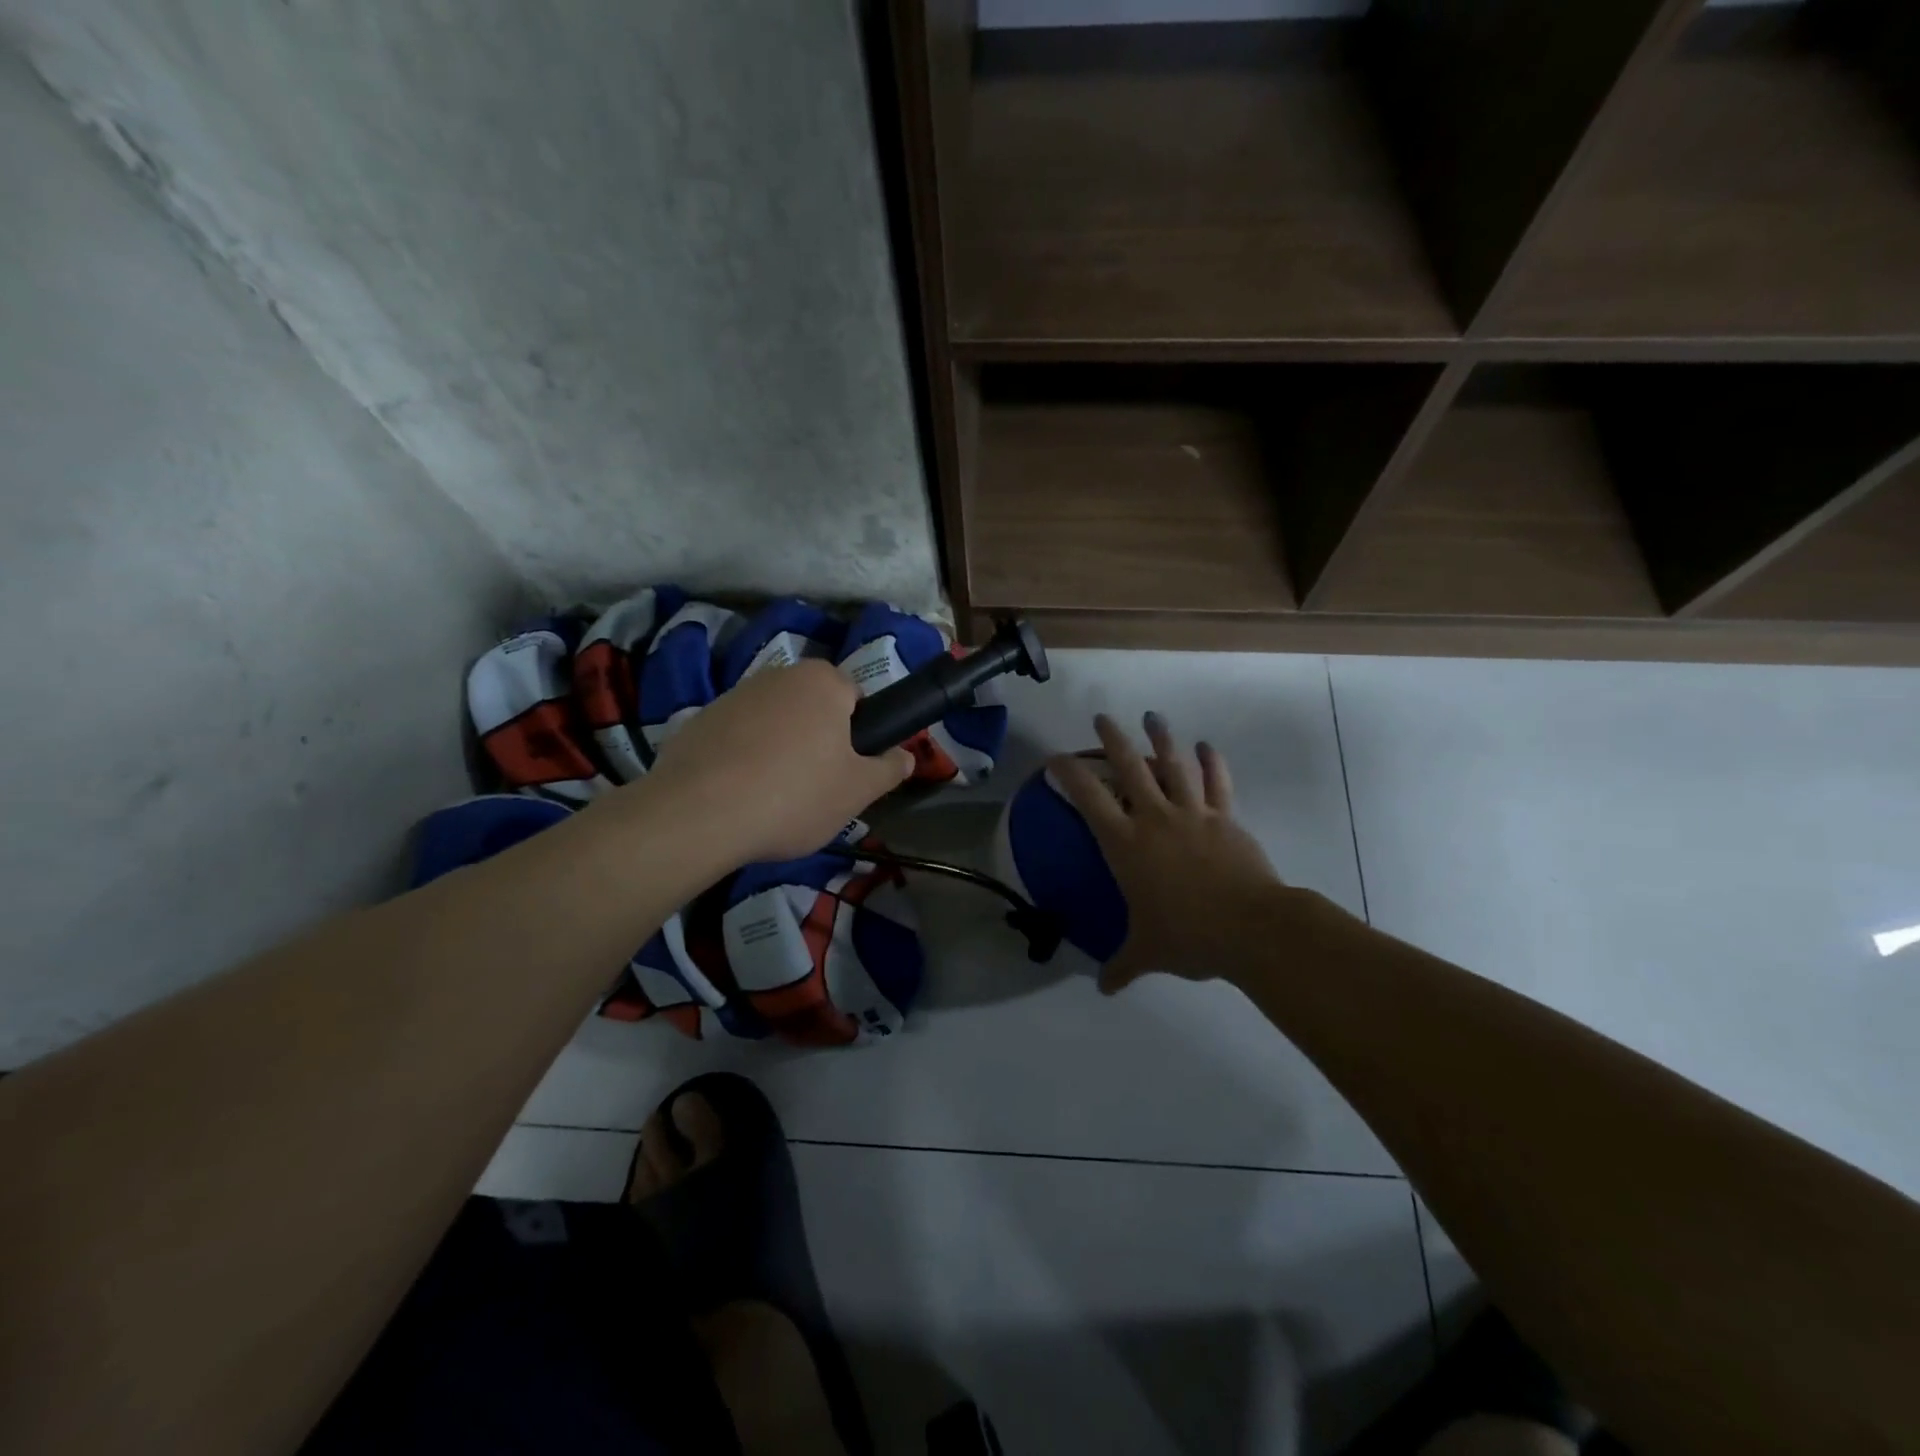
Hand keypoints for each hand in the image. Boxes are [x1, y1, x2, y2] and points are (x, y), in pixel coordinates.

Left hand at [635, 659, 913, 866]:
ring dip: (778, 748)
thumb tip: (907, 756)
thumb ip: (889, 770)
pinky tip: (737, 795)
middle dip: (817, 738)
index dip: (856, 733)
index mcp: (823, 682)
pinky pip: (735, 737)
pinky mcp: (698, 720)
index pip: (854, 696)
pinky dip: (741, 758)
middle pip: (811, 706)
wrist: (699, 814)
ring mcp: (733, 695)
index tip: (848, 768)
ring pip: (772, 721)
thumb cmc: (795, 795)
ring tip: (772, 797)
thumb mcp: (857, 792)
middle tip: (816, 786)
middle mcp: (778, 675)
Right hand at [1050, 712, 1281, 993]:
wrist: (1251, 928)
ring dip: (1161, 738)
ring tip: (1152, 716)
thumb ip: (1122, 966)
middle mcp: (1155, 819)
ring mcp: (1193, 814)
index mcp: (1126, 845)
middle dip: (1112, 740)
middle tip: (1102, 718)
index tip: (1054, 758)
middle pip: (1129, 767)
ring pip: (1173, 765)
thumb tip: (1104, 989)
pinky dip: (1212, 762)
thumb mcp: (1147, 951)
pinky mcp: (1226, 819)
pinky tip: (1207, 745)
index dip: (1068, 773)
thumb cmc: (1188, 935)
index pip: (1088, 798)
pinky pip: (1217, 783)